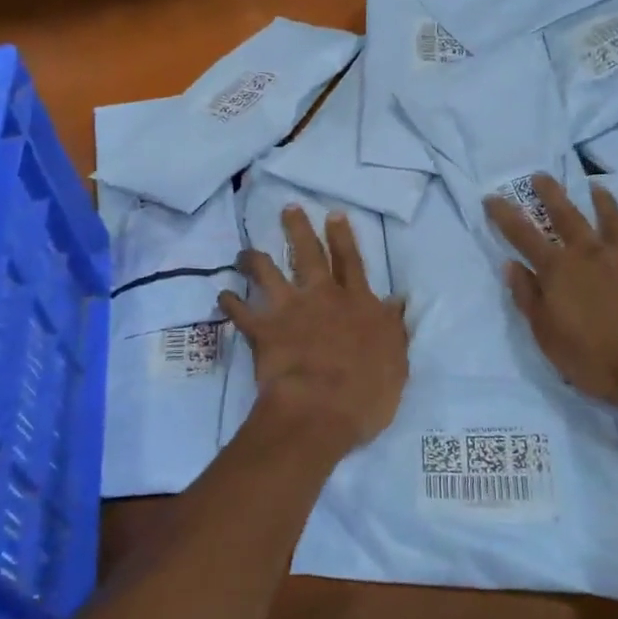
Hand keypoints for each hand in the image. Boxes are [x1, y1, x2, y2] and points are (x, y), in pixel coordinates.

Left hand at [220, 208, 409, 457]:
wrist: (320, 409)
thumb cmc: (367, 392)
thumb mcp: (395, 359)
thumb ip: (392, 327)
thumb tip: (396, 300)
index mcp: (357, 304)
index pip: (351, 262)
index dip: (342, 237)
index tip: (333, 215)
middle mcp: (322, 297)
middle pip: (308, 255)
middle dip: (298, 229)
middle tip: (288, 209)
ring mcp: (289, 309)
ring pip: (268, 273)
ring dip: (255, 260)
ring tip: (245, 251)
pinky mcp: (262, 329)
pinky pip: (240, 311)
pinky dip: (229, 302)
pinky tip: (221, 294)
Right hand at [484, 174, 617, 425]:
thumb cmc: (596, 359)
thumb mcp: (547, 336)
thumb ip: (528, 297)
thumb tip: (511, 265)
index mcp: (559, 270)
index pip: (523, 235)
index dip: (505, 215)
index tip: (492, 198)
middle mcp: (591, 253)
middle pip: (567, 215)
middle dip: (550, 194)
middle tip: (541, 176)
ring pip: (612, 218)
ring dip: (601, 201)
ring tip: (595, 187)